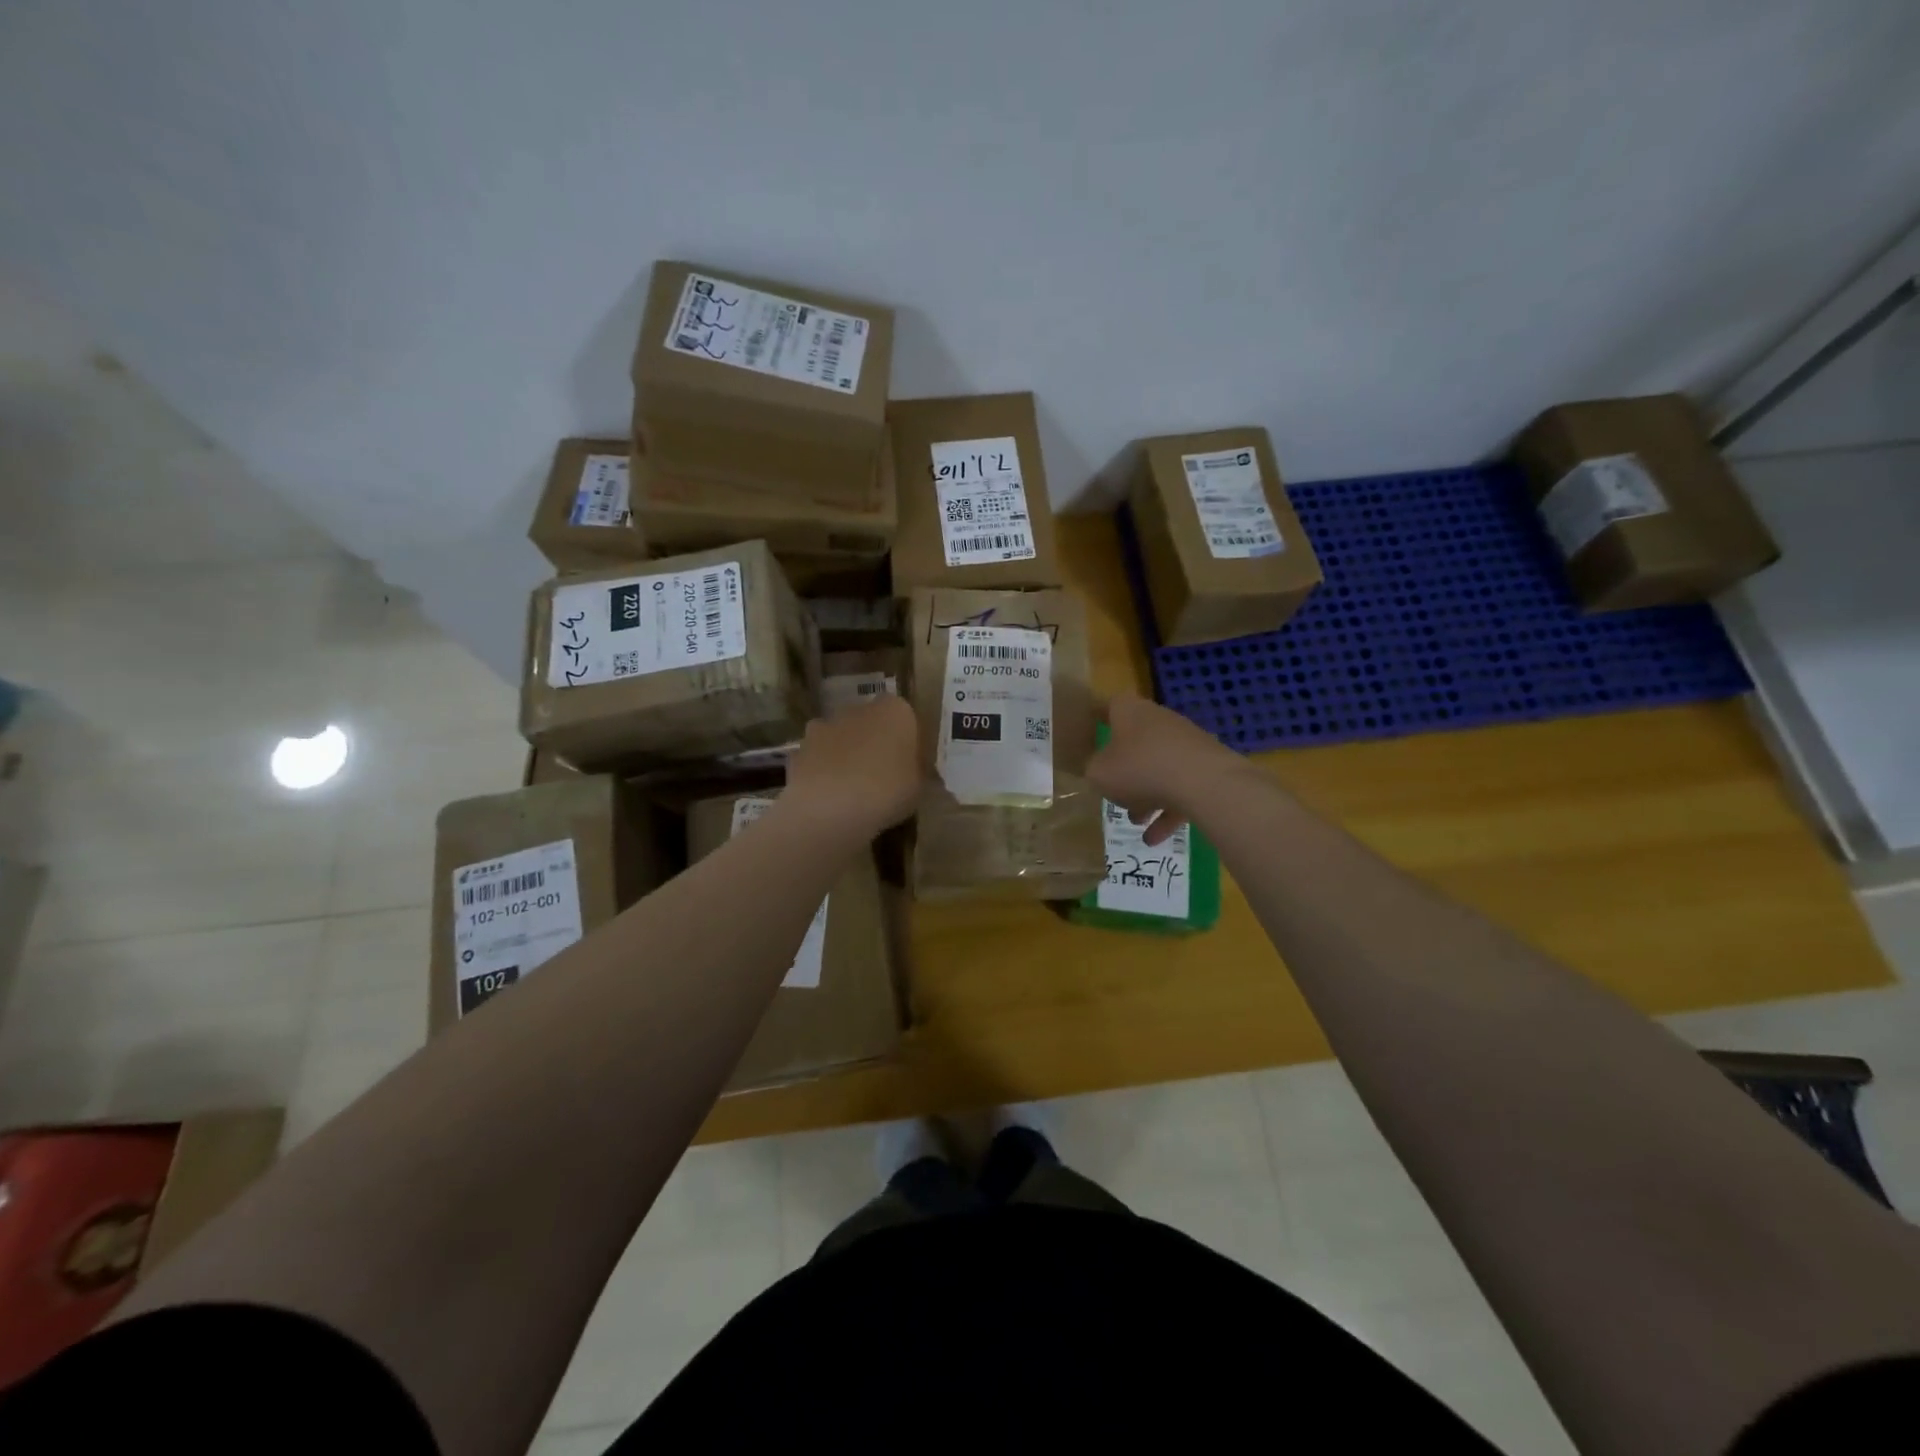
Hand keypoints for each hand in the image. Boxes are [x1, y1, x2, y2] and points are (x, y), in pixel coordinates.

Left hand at [783, 693, 919, 837]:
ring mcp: (825, 725)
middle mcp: (859, 708)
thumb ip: (916, 770)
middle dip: (874, 742)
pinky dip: (823, 771)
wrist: (828, 807)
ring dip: (846, 755)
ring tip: (852, 790)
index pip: (906, 717)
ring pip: (842, 737)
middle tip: (882, 776)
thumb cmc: (887, 791)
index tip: (908, 764)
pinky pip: (819, 758)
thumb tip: (912, 769)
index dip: (906, 740)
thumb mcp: (919, 786)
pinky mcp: (800, 747)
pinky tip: (828, 797)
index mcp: (895, 710)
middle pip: (871, 722)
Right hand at [1087, 692, 1248, 845]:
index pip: (1107, 707)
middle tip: (1112, 792)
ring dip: (1146, 796)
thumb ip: (1093, 769)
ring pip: (1158, 769)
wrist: (1203, 782)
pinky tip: (1156, 839)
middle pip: (1134, 742)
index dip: (1094, 719)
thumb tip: (1098, 768)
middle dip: (1123, 771)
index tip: (1085, 733)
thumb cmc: (1140, 768)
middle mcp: (1158, 720)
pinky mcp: (1205, 767)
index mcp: (1130, 711)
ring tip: (1136, 822)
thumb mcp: (1099, 773)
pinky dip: (1167, 812)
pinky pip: (1180, 788)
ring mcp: (1185, 743)